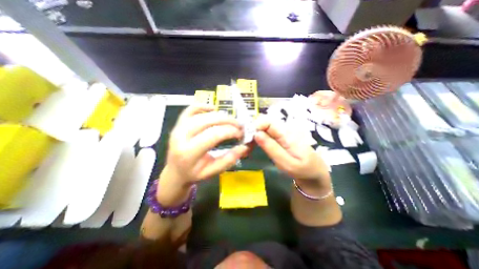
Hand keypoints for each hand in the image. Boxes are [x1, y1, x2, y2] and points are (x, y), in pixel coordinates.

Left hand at [159, 106, 248, 204]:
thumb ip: (228, 160)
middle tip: (239, 125)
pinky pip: (191, 109)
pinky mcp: (178, 123)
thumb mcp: (213, 171)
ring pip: (202, 114)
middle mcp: (181, 137)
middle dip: (227, 121)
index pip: (214, 135)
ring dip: (219, 115)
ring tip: (230, 120)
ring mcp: (178, 127)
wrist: (175, 172)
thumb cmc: (194, 173)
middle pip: (208, 121)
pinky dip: (203, 106)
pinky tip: (213, 109)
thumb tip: (244, 147)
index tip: (241, 133)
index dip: (230, 131)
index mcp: (189, 153)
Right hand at [252, 115, 331, 190]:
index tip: (246, 137)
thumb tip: (256, 133)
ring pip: (264, 127)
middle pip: (264, 123)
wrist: (314, 171)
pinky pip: (266, 133)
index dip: (255, 125)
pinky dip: (258, 137)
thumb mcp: (286, 163)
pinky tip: (255, 145)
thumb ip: (271, 148)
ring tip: (248, 146)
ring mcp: (282, 132)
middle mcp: (284, 129)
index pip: (267, 121)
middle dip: (252, 130)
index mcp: (287, 134)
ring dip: (254, 134)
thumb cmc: (302, 169)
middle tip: (245, 143)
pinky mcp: (280, 136)